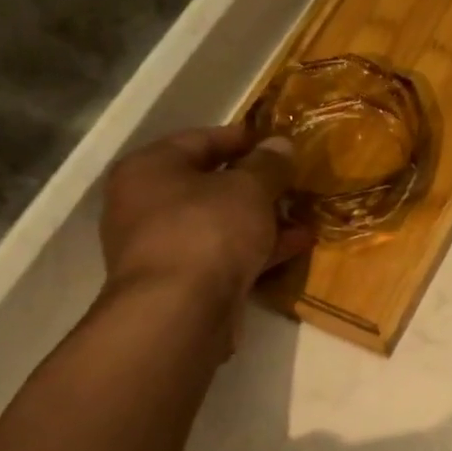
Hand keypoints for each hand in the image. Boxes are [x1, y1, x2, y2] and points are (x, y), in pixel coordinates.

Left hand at [100, 125, 312, 307]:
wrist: (179, 311)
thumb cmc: (207, 231)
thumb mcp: (248, 188)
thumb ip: (268, 164)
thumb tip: (280, 144)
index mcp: (150, 169)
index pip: (200, 140)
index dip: (242, 139)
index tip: (278, 142)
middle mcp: (146, 204)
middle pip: (210, 184)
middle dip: (256, 184)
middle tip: (294, 181)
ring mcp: (164, 247)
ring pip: (221, 223)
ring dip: (262, 219)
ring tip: (304, 214)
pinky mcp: (183, 282)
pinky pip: (226, 254)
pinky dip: (258, 248)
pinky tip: (296, 245)